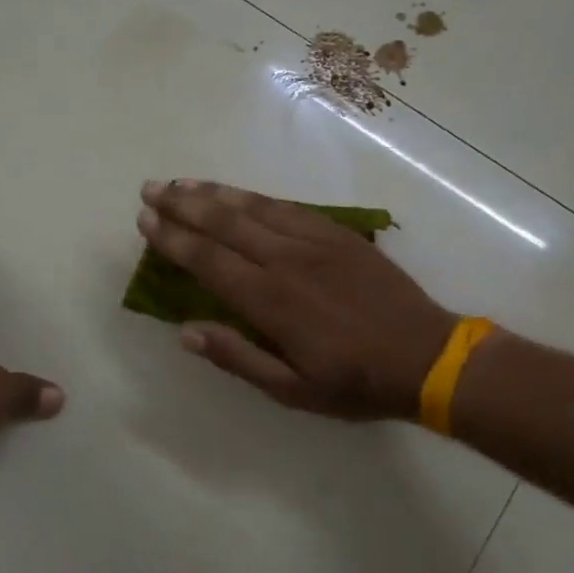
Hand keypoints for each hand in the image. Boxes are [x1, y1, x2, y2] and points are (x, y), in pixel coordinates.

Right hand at [136, 180, 459, 420]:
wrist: (427, 355)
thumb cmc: (356, 381)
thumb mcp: (293, 390)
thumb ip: (238, 358)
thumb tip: (186, 332)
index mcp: (271, 301)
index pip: (208, 260)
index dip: (174, 238)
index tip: (146, 220)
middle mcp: (286, 260)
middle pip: (224, 223)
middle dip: (182, 204)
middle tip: (150, 188)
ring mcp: (315, 241)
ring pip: (254, 207)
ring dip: (214, 193)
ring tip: (182, 183)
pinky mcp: (338, 233)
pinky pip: (288, 207)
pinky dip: (256, 197)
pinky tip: (239, 194)